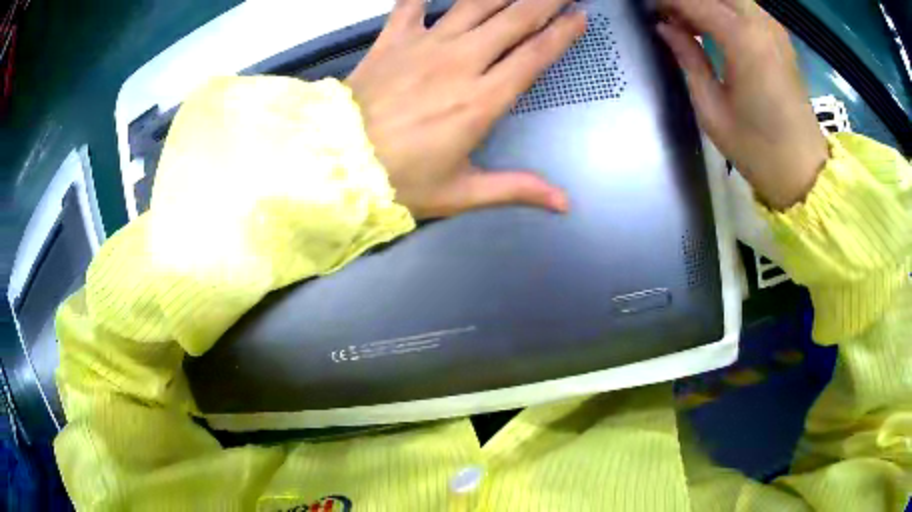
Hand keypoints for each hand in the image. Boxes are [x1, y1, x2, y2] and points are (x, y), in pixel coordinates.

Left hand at [347, 0, 585, 218]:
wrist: (334, 163)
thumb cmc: (399, 181)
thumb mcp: (461, 193)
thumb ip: (516, 189)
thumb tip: (564, 204)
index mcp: (482, 100)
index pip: (534, 57)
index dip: (561, 33)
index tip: (580, 16)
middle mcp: (461, 62)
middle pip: (514, 20)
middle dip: (544, 0)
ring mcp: (425, 45)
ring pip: (475, 4)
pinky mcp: (393, 39)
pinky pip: (411, 3)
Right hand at [656, 0, 828, 209]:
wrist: (804, 172)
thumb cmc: (758, 149)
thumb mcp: (712, 108)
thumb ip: (688, 58)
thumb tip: (665, 27)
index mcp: (743, 40)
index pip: (693, 1)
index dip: (666, 1)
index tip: (647, 9)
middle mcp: (760, 24)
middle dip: (686, 0)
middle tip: (667, 17)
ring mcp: (774, 30)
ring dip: (706, 4)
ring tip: (685, 21)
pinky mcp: (780, 40)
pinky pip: (745, 8)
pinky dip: (724, 9)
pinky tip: (711, 26)